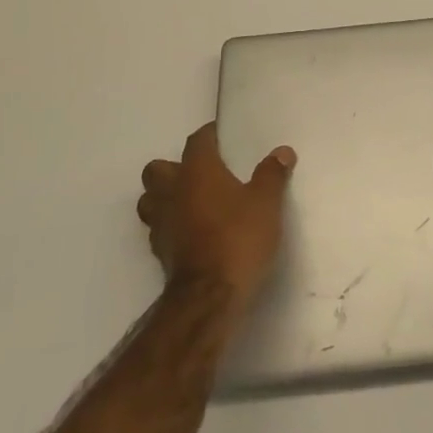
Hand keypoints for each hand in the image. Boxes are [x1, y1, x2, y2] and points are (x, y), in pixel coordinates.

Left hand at [137, 123, 295, 310]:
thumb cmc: (239, 238)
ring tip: (192, 202)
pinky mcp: (160, 252)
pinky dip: (172, 224)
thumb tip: (281, 152)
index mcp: (197, 172)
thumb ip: (272, 174)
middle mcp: (172, 192)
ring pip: (150, 199)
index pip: (197, 141)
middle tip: (202, 173)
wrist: (210, 297)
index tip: (222, 136)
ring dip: (165, 197)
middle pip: (158, 169)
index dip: (209, 135)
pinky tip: (193, 231)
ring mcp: (161, 224)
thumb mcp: (266, 203)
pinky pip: (159, 228)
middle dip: (174, 167)